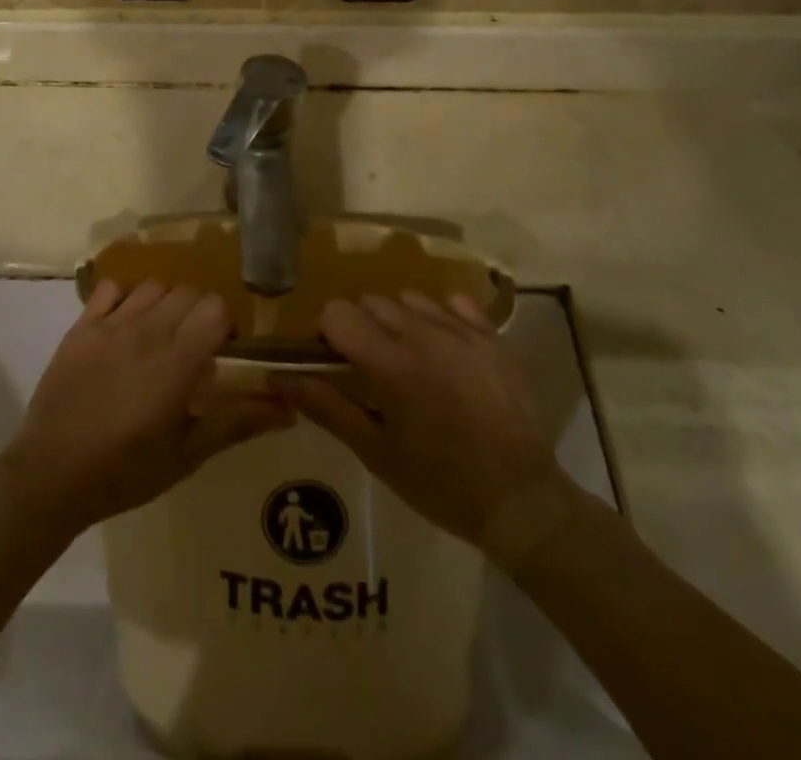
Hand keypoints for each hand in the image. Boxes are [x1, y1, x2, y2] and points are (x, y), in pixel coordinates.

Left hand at [0, 281, 292, 532]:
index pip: (216, 308)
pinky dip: (123, 298)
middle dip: (198, 313)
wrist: (51, 475)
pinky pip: (110, 288)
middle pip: (188, 293)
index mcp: (177, 361)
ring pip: (153, 286)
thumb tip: (289, 408)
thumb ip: (238, 423)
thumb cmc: (125, 472)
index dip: (225, 326)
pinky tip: (123, 325)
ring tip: (159, 336)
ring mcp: (110, 324)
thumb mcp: (187, 455)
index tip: (221, 352)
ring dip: (164, 304)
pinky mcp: (81, 326)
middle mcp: (147, 330)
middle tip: (192, 348)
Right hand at [274, 292, 584, 569]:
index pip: (337, 312)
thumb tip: (277, 376)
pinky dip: (441, 318)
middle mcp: (422, 333)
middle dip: (363, 328)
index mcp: (389, 362)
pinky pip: (454, 304)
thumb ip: (325, 406)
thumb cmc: (439, 483)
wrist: (523, 502)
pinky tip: (446, 351)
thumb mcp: (374, 451)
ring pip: (409, 298)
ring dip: (400, 321)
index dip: (329, 336)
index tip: (339, 365)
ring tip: (412, 361)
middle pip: (371, 302)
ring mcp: (461, 331)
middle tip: (374, 371)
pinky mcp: (492, 337)